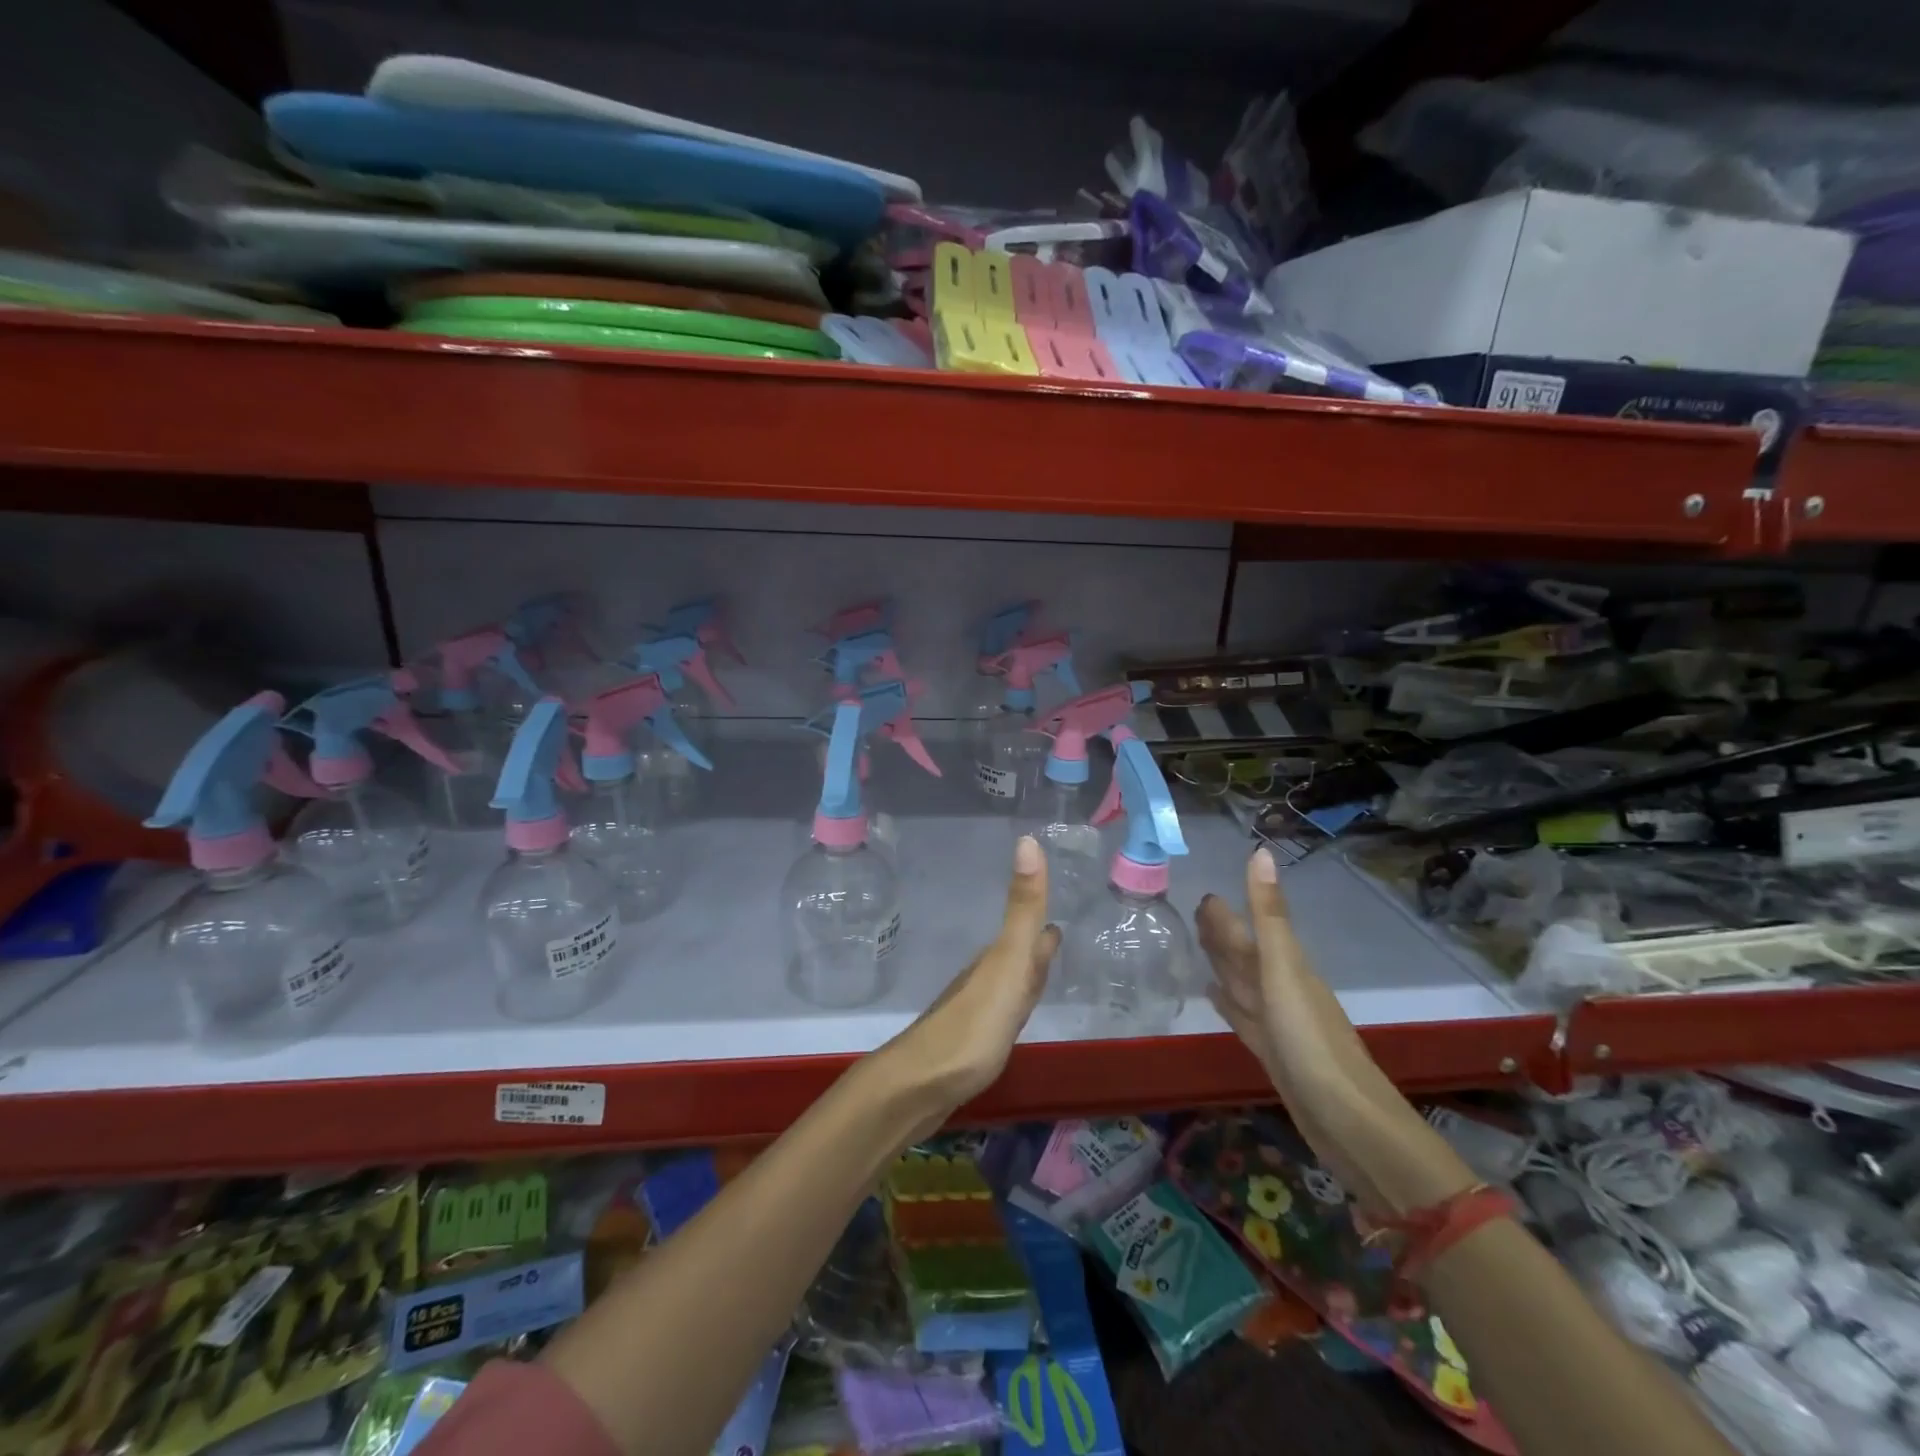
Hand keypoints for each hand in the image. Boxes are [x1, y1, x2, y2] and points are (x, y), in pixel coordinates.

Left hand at [879, 835, 1061, 1122]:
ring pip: (1008, 981)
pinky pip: (1002, 1011)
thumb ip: (1022, 908)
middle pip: (1017, 953)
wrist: (922, 1085)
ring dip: (1026, 970)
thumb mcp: (1007, 963)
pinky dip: (1015, 1003)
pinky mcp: (974, 1043)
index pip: (1026, 928)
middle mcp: (987, 978)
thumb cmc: (973, 1025)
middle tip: (1056, 929)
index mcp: (999, 959)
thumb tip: (1028, 840)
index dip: (1041, 910)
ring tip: (1043, 962)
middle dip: (1036, 940)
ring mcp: (978, 1010)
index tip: (1058, 890)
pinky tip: (1014, 1011)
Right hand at [1197, 847, 1474, 1216]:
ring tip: (1199, 946)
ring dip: (1223, 965)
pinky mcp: (1272, 1053)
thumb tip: (1260, 852)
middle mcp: (1282, 990)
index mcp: (1286, 967)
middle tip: (1195, 910)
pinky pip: (1242, 1018)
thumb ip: (1268, 915)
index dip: (1229, 913)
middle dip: (1223, 933)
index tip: (1204, 892)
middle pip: (1246, 955)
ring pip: (1243, 984)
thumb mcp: (1284, 970)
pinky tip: (1212, 996)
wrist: (1348, 1123)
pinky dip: (1227, 1004)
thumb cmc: (1311, 1041)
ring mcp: (1278, 1024)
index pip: (1252, 930)